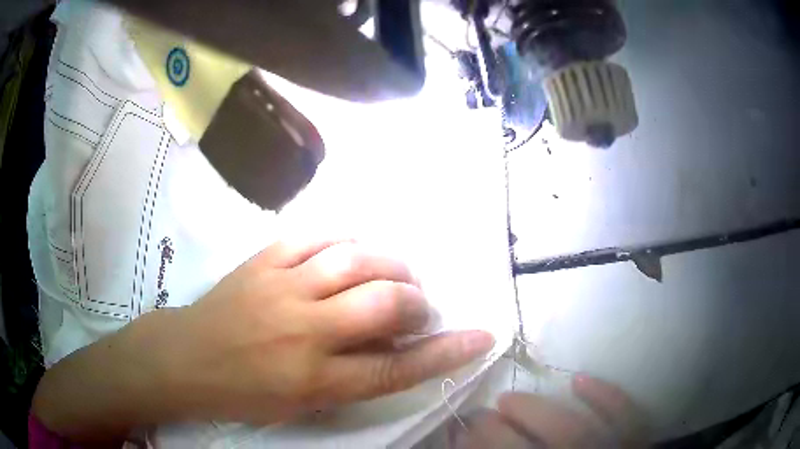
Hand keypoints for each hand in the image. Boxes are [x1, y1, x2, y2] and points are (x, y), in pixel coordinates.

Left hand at [156, 238, 494, 423]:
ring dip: (389, 265)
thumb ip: (352, 379)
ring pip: (355, 259)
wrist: (185, 358)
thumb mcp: (302, 404)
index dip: (446, 352)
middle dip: (415, 303)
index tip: (481, 335)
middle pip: (384, 303)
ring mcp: (281, 288)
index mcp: (315, 380)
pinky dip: (346, 240)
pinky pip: (316, 236)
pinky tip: (353, 252)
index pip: (397, 367)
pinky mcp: (263, 260)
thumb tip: (396, 349)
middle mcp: (305, 331)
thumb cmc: (244, 393)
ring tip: (393, 275)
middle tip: (414, 308)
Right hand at [450, 375, 647, 447]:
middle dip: (497, 432)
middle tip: (478, 417)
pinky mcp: (634, 442)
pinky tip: (579, 379)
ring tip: (510, 400)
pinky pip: (626, 417)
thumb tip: (465, 446)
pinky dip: (606, 396)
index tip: (461, 433)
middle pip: (534, 448)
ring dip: (538, 412)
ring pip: (574, 430)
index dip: (481, 446)